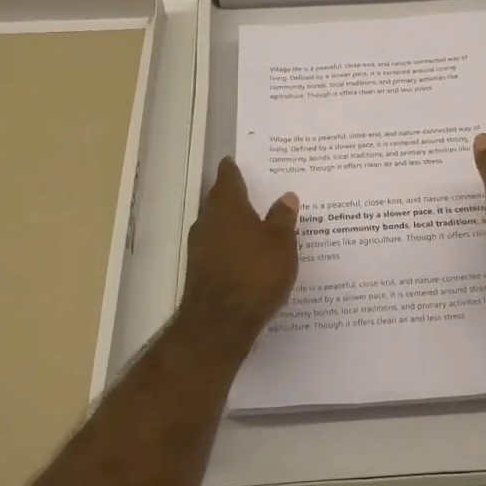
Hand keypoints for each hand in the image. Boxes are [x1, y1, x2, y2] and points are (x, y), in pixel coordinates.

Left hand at [180, 158, 299, 345]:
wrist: (219, 323)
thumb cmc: (255, 273)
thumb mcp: (281, 244)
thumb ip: (283, 218)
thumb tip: (286, 196)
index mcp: (228, 205)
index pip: (227, 176)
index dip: (233, 169)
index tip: (238, 162)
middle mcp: (208, 220)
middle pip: (218, 199)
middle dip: (233, 194)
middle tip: (254, 189)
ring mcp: (200, 246)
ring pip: (216, 223)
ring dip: (231, 221)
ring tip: (254, 222)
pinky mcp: (199, 270)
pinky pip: (216, 246)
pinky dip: (229, 244)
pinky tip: (245, 253)